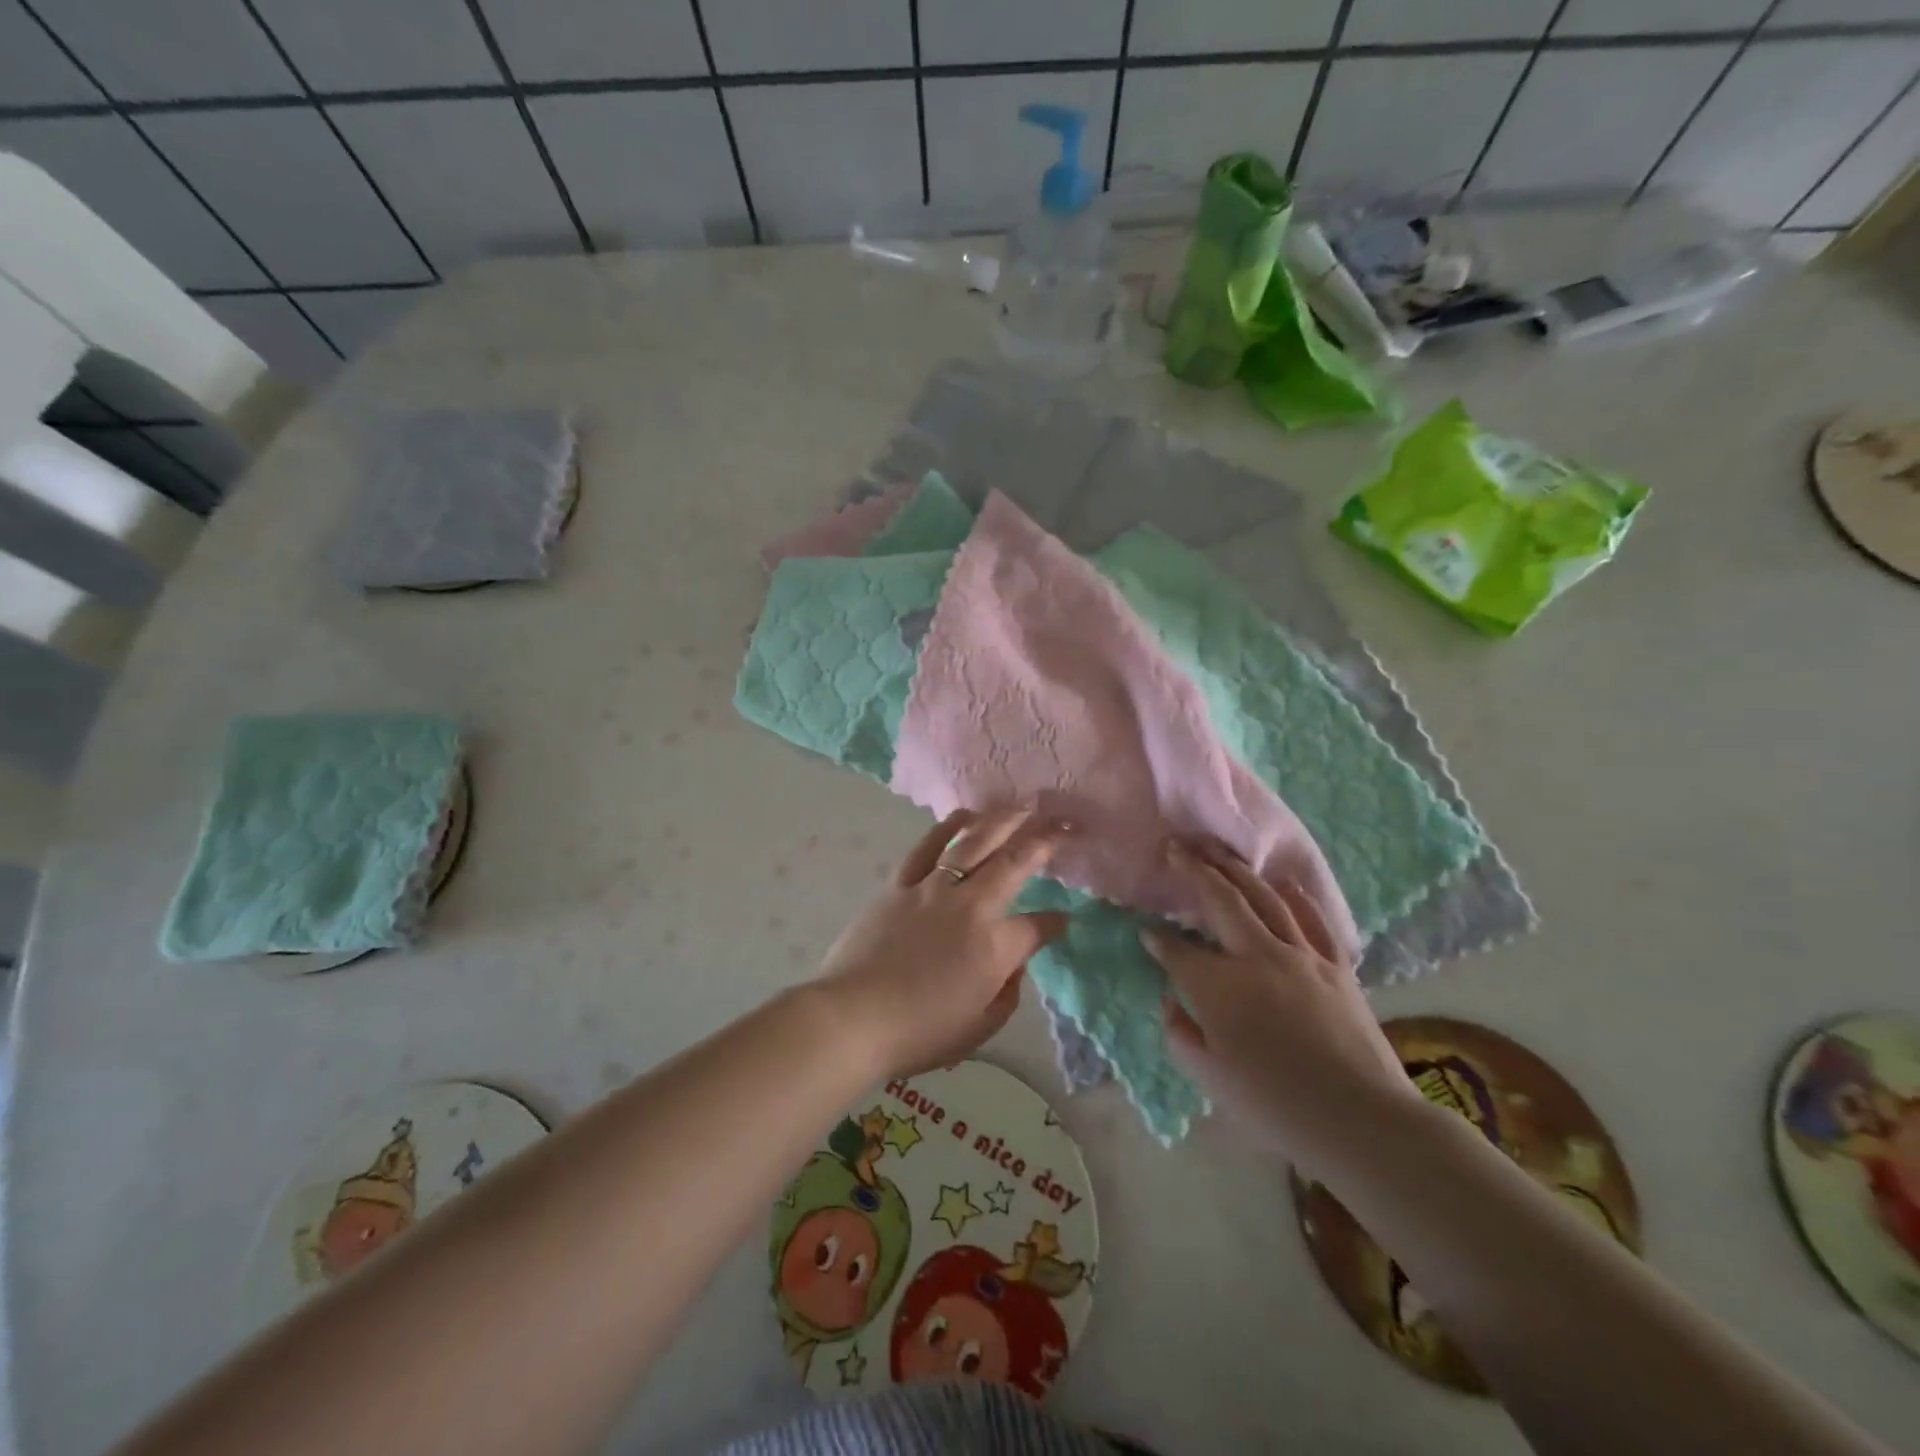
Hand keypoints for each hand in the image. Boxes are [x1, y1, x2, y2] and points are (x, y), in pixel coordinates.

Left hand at [816, 806, 1068, 1080]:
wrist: (852, 1018)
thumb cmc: (919, 1032)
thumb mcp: (980, 1026)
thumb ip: (1008, 992)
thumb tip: (1014, 964)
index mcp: (996, 947)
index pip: (1039, 925)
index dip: (1056, 920)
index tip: (1064, 918)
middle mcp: (971, 905)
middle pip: (1016, 861)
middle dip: (1047, 837)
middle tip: (1065, 821)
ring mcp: (933, 888)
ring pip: (975, 842)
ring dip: (1004, 819)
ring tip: (1024, 806)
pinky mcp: (900, 883)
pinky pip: (928, 846)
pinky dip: (950, 826)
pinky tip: (966, 815)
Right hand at [1143, 839, 1419, 1172]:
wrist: (1361, 1120)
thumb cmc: (1275, 1104)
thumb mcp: (1210, 1078)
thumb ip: (1180, 1033)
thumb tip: (1171, 1001)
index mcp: (1218, 986)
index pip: (1177, 950)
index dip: (1157, 939)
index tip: (1144, 930)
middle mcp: (1255, 956)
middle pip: (1219, 900)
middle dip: (1192, 870)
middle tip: (1174, 848)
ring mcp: (1300, 955)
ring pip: (1262, 898)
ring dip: (1235, 869)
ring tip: (1215, 850)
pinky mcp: (1335, 965)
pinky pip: (1312, 920)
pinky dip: (1295, 897)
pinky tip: (1283, 883)